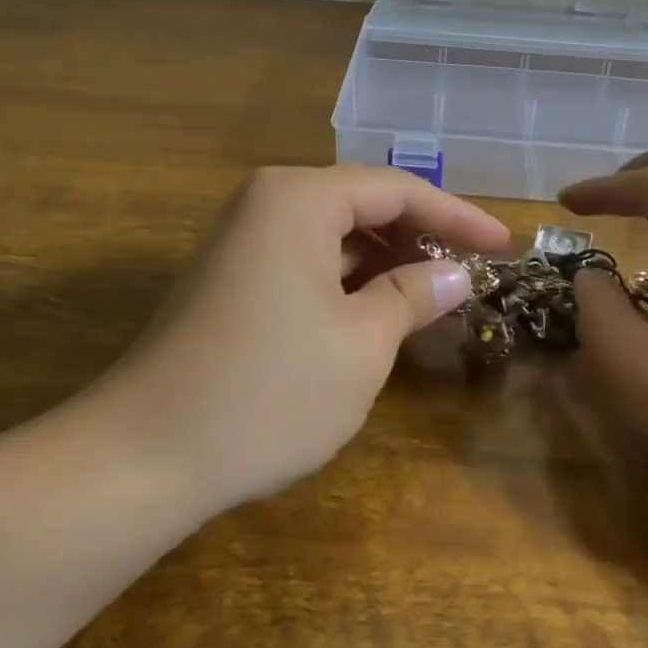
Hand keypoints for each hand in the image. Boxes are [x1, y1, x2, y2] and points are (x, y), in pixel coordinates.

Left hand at [76, 165, 509, 511]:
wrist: (142, 458)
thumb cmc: (267, 391)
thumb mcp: (361, 343)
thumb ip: (413, 296)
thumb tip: (456, 274)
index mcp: (298, 198)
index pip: (397, 190)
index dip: (458, 217)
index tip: (506, 245)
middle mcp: (267, 204)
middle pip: (363, 205)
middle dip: (420, 238)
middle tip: (472, 273)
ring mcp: (242, 243)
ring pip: (335, 237)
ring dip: (386, 263)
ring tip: (433, 296)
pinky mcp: (231, 282)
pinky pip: (307, 264)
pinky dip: (349, 283)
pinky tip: (377, 314)